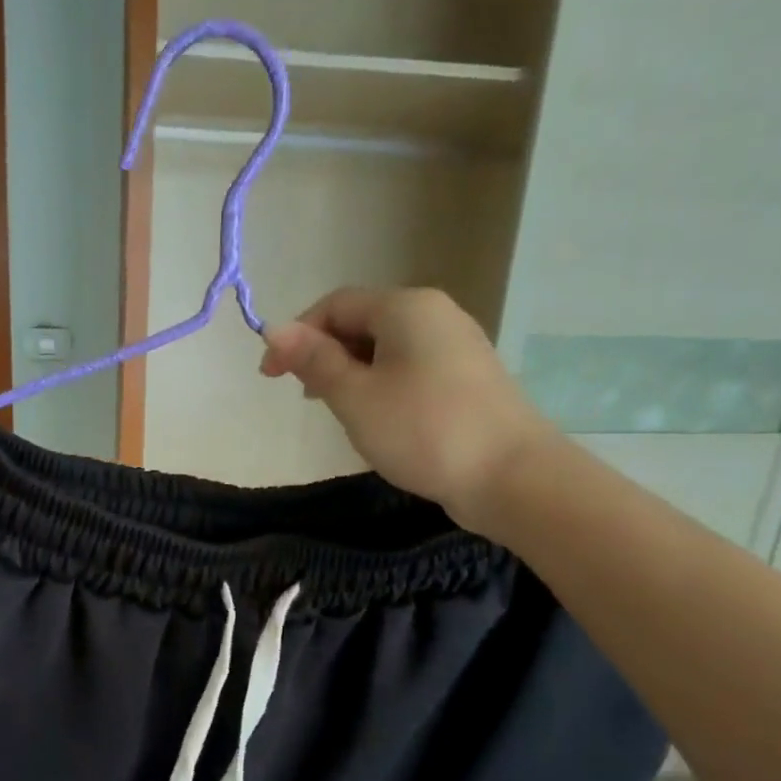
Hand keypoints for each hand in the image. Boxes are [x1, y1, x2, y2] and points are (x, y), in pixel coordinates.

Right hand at [259, 287, 557, 536]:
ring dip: (351, 373)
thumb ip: (314, 361)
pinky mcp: (467, 378)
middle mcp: (434, 314)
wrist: (510, 476)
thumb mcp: (355, 396)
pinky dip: (381, 386)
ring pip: (386, 348)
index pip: (336, 305)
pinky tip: (377, 420)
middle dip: (324, 355)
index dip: (296, 335)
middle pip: (363, 322)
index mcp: (406, 307)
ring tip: (336, 412)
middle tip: (305, 399)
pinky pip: (409, 368)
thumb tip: (274, 328)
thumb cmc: (423, 430)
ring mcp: (456, 346)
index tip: (271, 378)